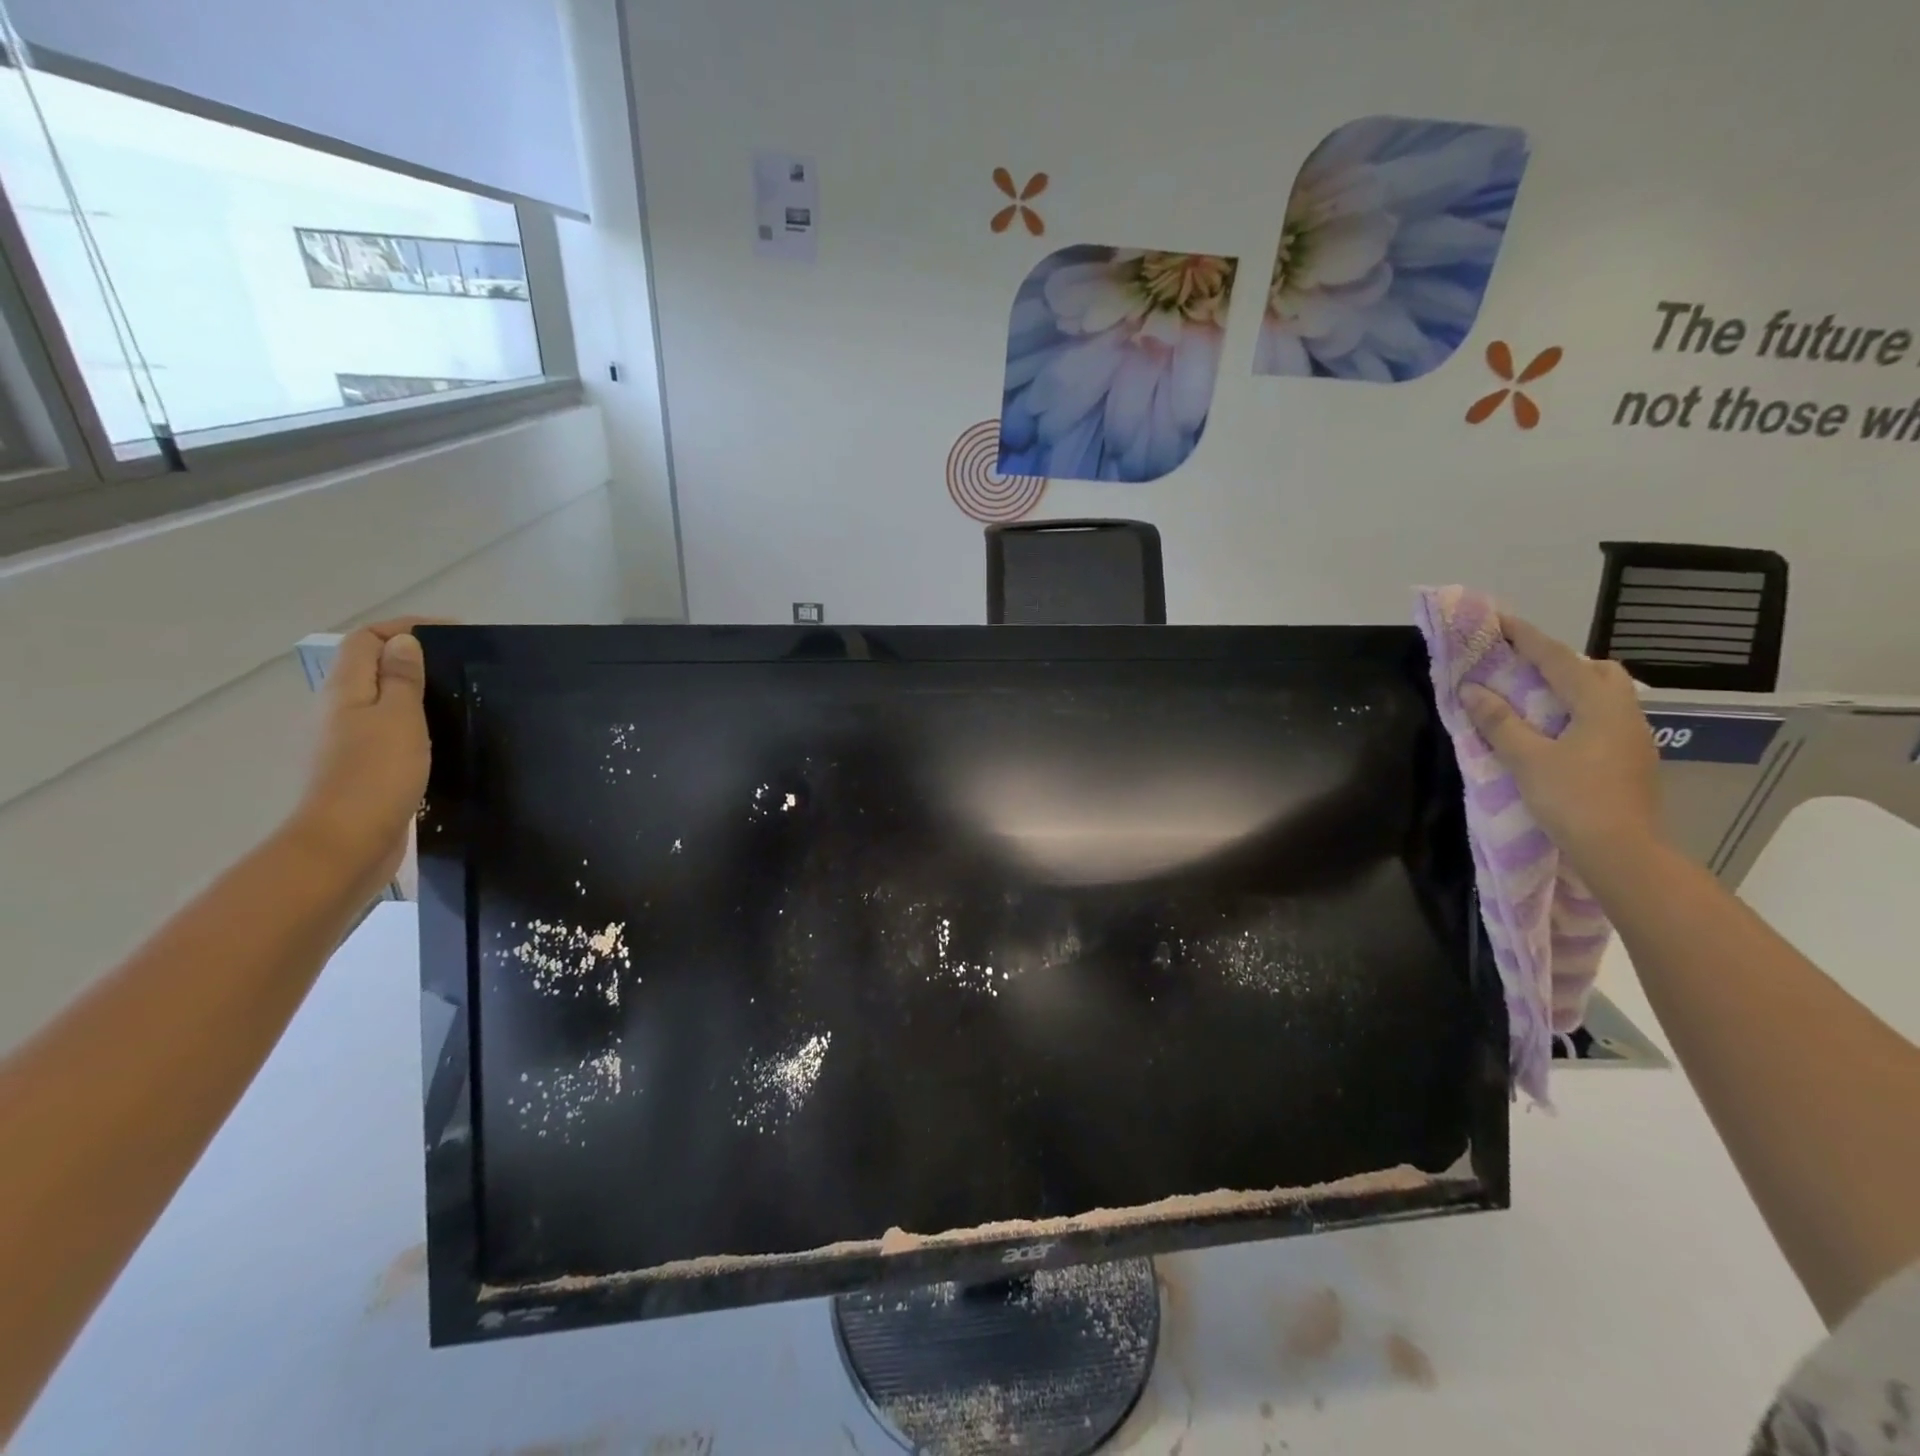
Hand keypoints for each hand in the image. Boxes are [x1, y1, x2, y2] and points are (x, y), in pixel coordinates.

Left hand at [287, 618, 437, 896]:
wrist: (346, 843)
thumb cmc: (375, 774)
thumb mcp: (399, 718)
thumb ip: (403, 678)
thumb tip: (403, 642)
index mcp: (345, 691)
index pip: (366, 639)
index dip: (404, 628)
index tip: (453, 633)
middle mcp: (337, 710)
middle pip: (370, 668)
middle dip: (411, 658)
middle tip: (459, 666)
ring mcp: (345, 741)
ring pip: (379, 700)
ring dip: (413, 692)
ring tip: (455, 699)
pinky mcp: (360, 768)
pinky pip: (387, 730)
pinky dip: (412, 723)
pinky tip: (438, 738)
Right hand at [1459, 616, 1663, 877]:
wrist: (1622, 850)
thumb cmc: (1572, 799)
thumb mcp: (1527, 759)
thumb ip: (1500, 722)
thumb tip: (1473, 689)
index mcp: (1598, 704)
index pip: (1557, 659)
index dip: (1525, 637)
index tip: (1499, 619)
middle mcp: (1623, 711)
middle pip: (1595, 670)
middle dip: (1558, 661)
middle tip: (1520, 666)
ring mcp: (1633, 736)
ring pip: (1604, 694)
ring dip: (1570, 686)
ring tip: (1533, 697)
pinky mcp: (1631, 757)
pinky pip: (1603, 716)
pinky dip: (1576, 709)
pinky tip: (1554, 729)